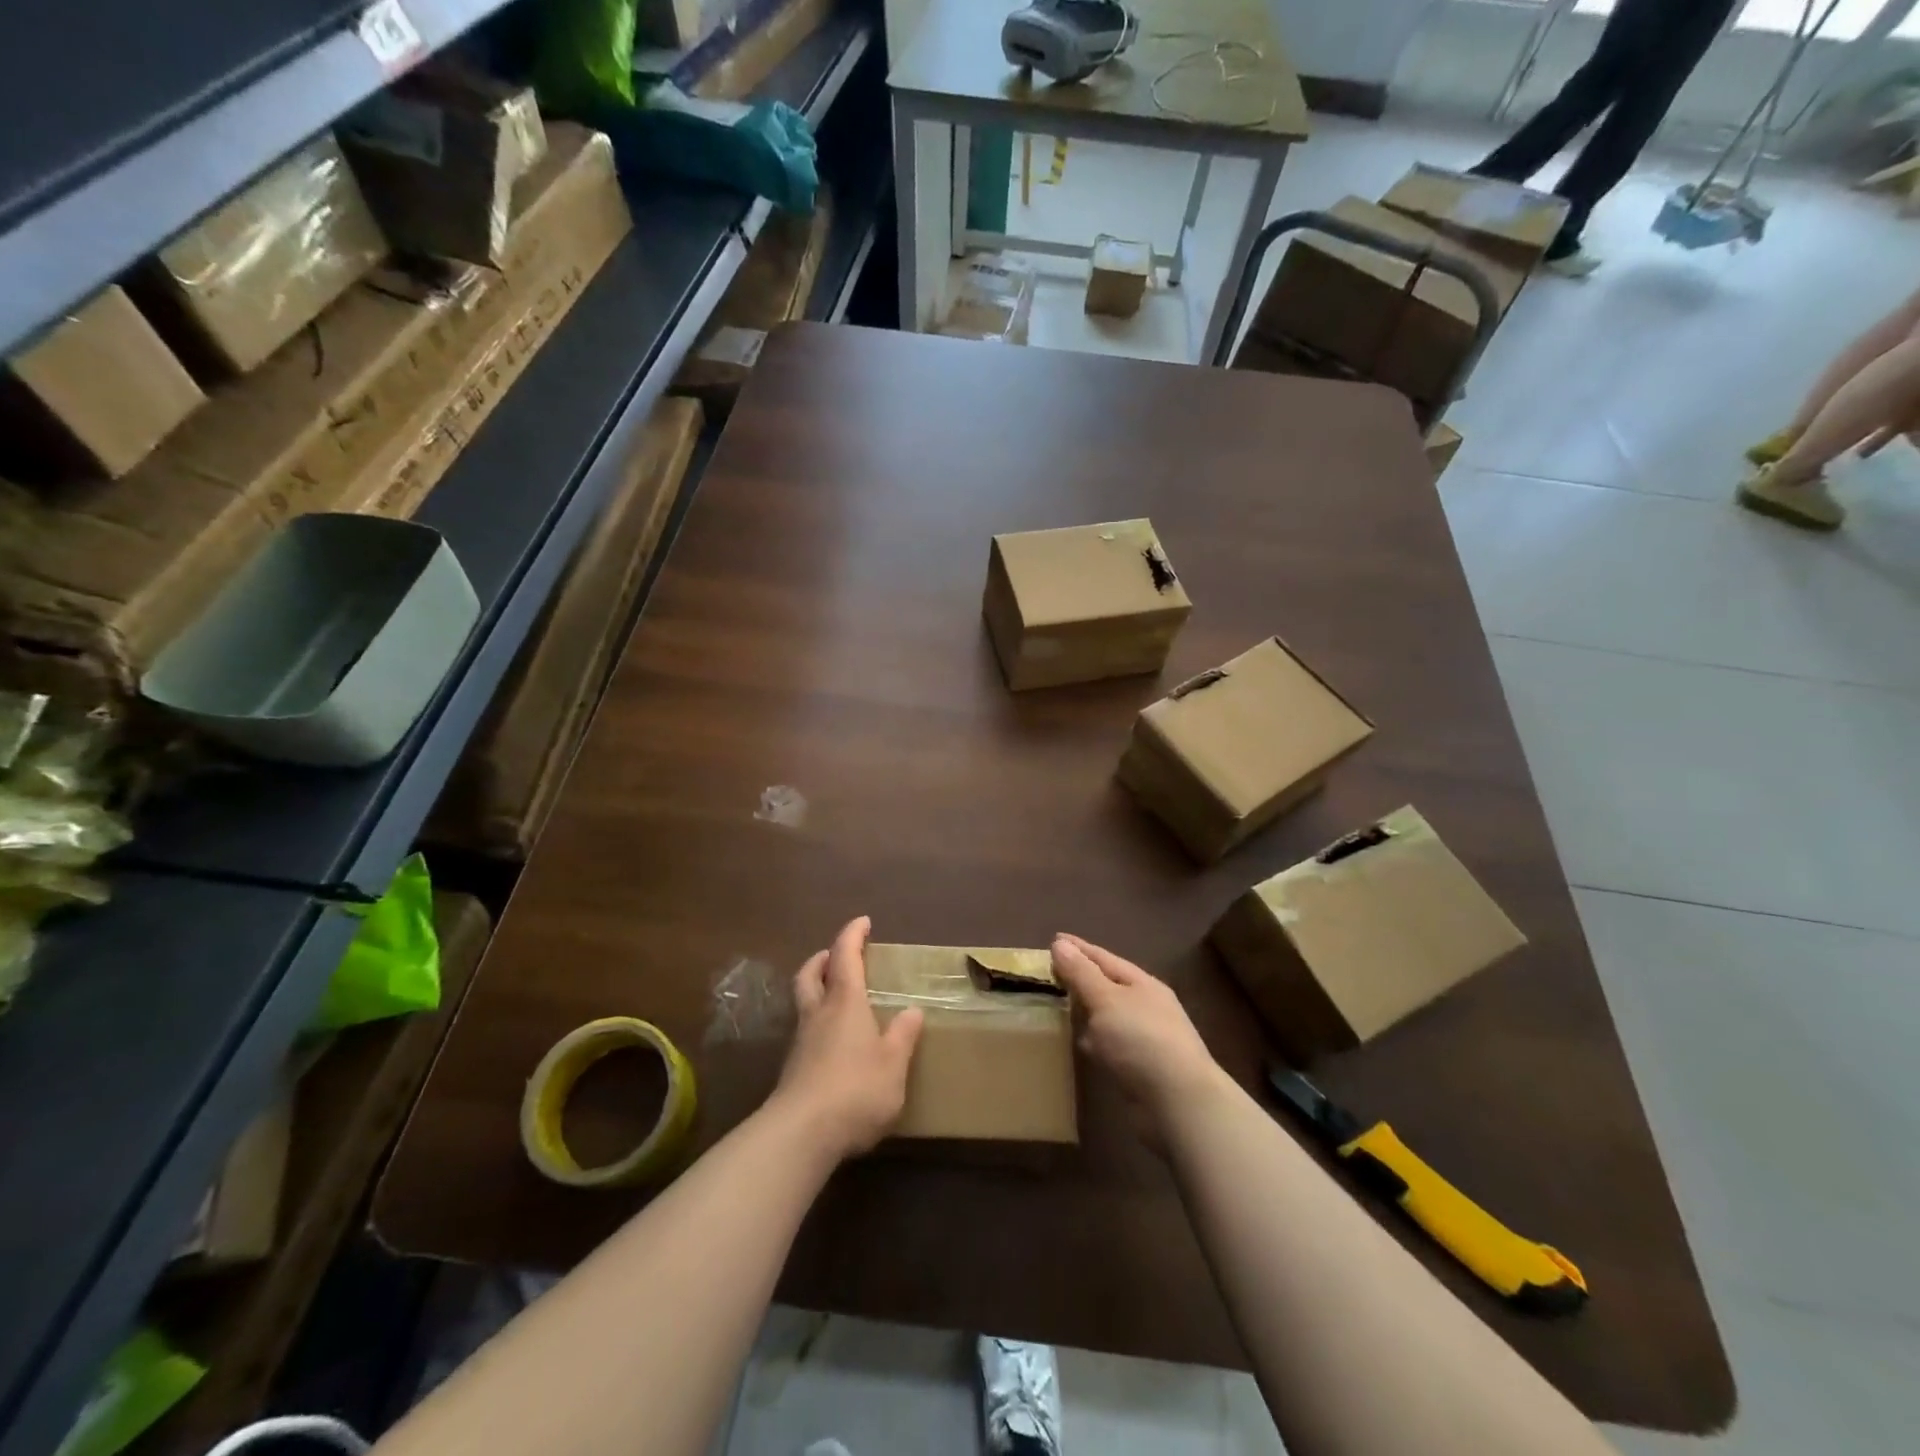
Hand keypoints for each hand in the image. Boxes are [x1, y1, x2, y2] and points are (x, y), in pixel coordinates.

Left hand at [771, 916, 923, 1159]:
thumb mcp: (893, 1064)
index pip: (845, 957)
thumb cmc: (855, 1089)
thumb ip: (902, 1036)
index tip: (863, 921)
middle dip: (823, 959)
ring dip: (816, 988)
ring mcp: (801, 1042)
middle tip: (836, 955)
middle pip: (811, 974)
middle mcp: (818, 1014)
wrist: (801, 1134)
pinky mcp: (793, 1069)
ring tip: (835, 995)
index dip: (852, 935)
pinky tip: (832, 1041)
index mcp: (845, 1003)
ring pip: (803, 1001)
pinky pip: (805, 1030)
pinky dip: (817, 1021)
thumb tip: (912, 1011)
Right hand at [1051, 934, 1222, 1128]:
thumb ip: (1081, 973)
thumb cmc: (1140, 1041)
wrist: (1179, 1103)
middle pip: (1107, 985)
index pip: (1103, 958)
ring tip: (1060, 1006)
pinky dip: (1095, 1040)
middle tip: (1051, 973)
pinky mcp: (1141, 1068)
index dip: (1078, 949)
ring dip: (1088, 1011)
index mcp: (1142, 984)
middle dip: (1081, 978)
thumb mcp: (1106, 1000)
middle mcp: (1146, 1007)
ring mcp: (1146, 1038)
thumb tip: (1060, 944)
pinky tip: (1081, 1044)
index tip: (1053, 939)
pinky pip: (1110, 1044)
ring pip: (1109, 1016)